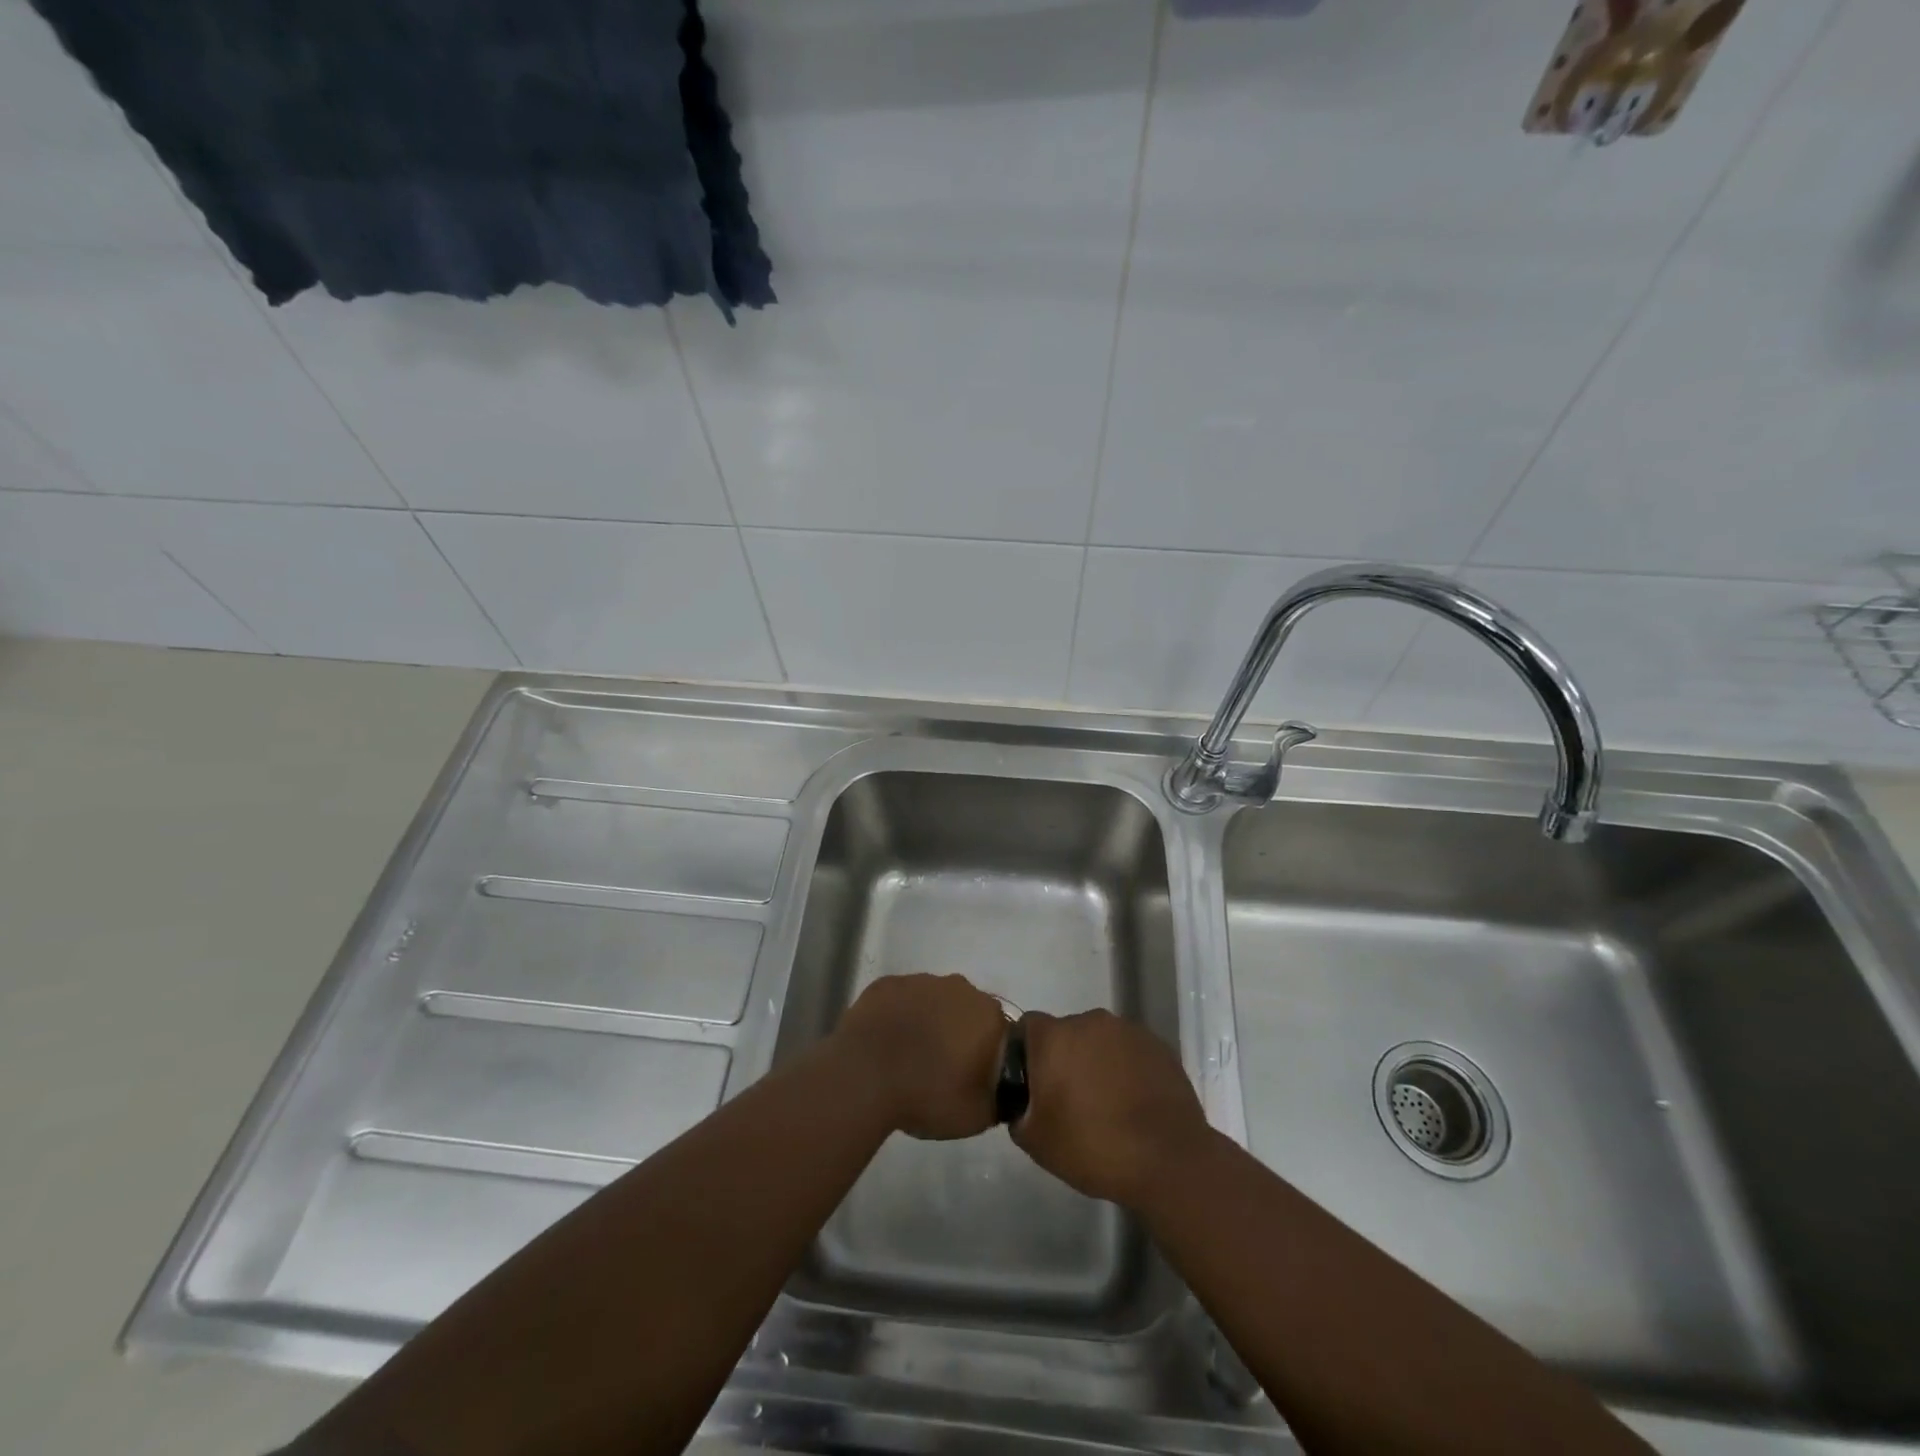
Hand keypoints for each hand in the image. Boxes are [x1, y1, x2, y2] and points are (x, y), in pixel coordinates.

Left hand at [833, 973, 1008, 1140]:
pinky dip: (899, 1016)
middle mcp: (958, 988)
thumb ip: (998, 1098)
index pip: (999, 1031)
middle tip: (942, 1067)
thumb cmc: (927, 1094)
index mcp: (987, 1014)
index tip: (972, 1075)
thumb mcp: (978, 1117)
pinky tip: (887, 1043)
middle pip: (966, 1010)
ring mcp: (919, 981)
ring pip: (933, 1001)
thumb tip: (996, 1089)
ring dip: (928, 1021)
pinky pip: (901, 1000)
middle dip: (958, 1032)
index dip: (986, 1053)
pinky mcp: (886, 983)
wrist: (863, 1078)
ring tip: (910, 1057)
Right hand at [1009, 1009, 1207, 1208]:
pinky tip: (1133, 1102)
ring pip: (1100, 1040)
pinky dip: (1126, 1068)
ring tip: (1106, 1103)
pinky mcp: (1158, 1045)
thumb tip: (1024, 1101)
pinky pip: (1129, 1051)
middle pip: (1066, 1032)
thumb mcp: (1035, 1141)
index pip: (1027, 1027)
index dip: (1026, 1053)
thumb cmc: (1093, 1147)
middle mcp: (1089, 1021)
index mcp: (1054, 1037)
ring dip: (1097, 1061)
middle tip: (1070, 1099)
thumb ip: (1018, 1110)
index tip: (1033, 1083)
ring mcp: (1127, 1030)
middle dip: (1064, 1058)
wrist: (1169, 1160)